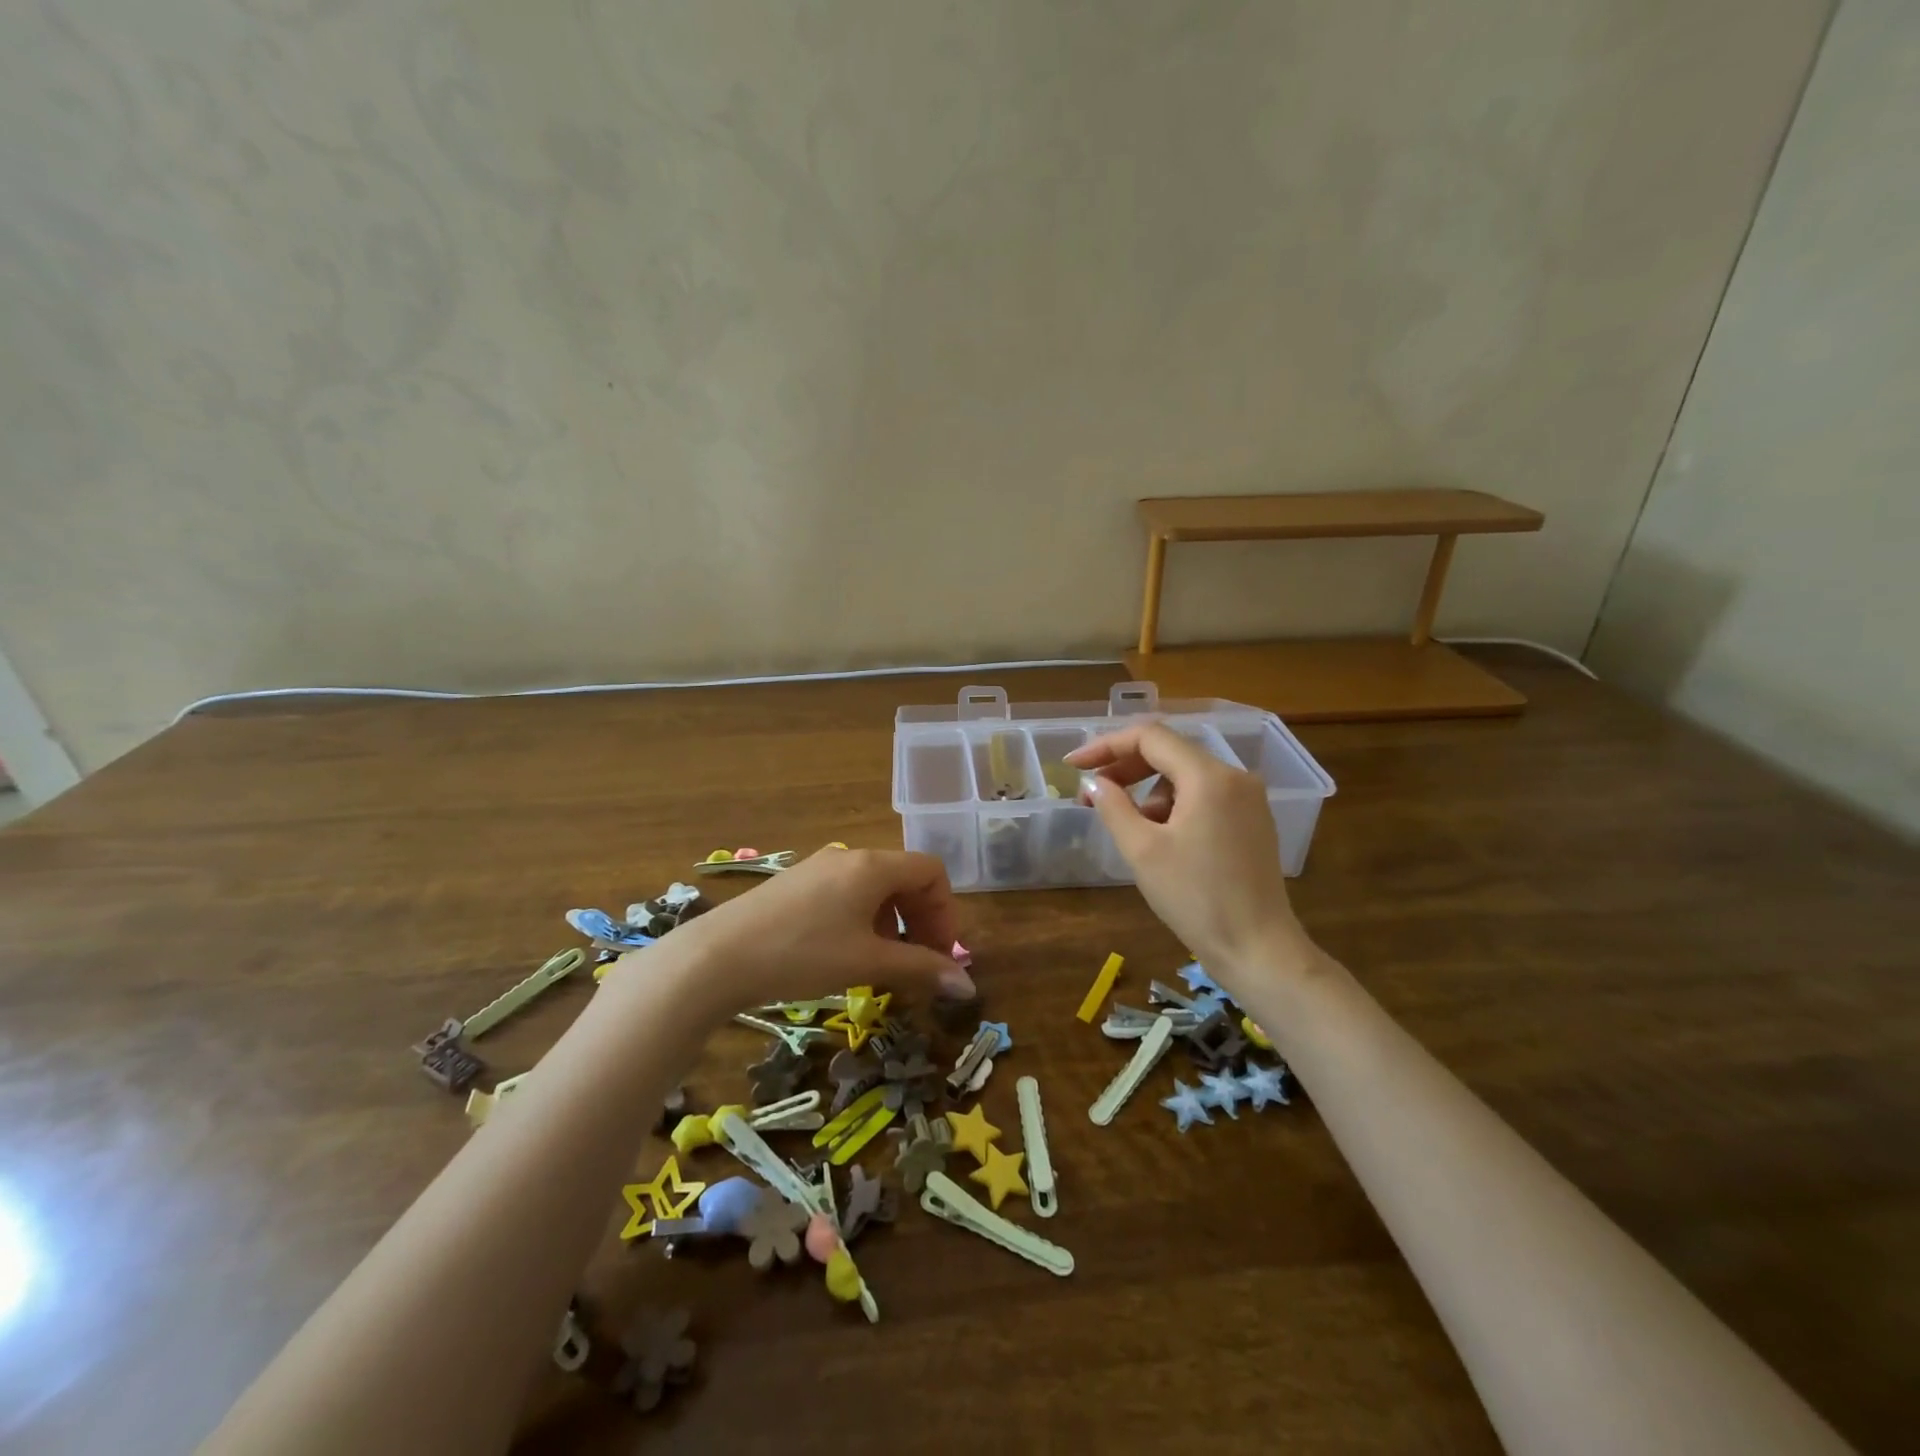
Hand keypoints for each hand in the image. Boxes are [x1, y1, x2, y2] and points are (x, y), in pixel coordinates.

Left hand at [636, 848, 975, 1021]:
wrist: (718, 957)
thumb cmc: (803, 954)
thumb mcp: (868, 963)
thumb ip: (921, 969)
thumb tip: (967, 987)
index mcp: (873, 866)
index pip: (930, 871)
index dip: (945, 912)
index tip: (940, 953)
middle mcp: (849, 857)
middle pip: (904, 877)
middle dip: (921, 919)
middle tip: (920, 962)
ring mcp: (819, 867)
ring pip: (874, 887)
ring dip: (892, 922)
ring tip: (883, 963)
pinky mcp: (796, 884)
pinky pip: (846, 893)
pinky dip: (863, 919)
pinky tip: (846, 953)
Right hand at [1066, 723, 1314, 991]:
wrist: (1258, 949)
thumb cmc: (1196, 898)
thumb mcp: (1142, 850)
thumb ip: (1113, 806)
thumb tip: (1095, 782)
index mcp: (1209, 776)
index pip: (1150, 737)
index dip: (1106, 746)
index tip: (1073, 765)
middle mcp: (1235, 776)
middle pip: (1169, 752)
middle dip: (1125, 769)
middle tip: (1091, 794)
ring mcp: (1248, 799)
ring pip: (1185, 776)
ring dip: (1149, 793)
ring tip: (1132, 831)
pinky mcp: (1252, 821)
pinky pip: (1203, 796)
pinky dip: (1173, 806)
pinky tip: (1160, 838)